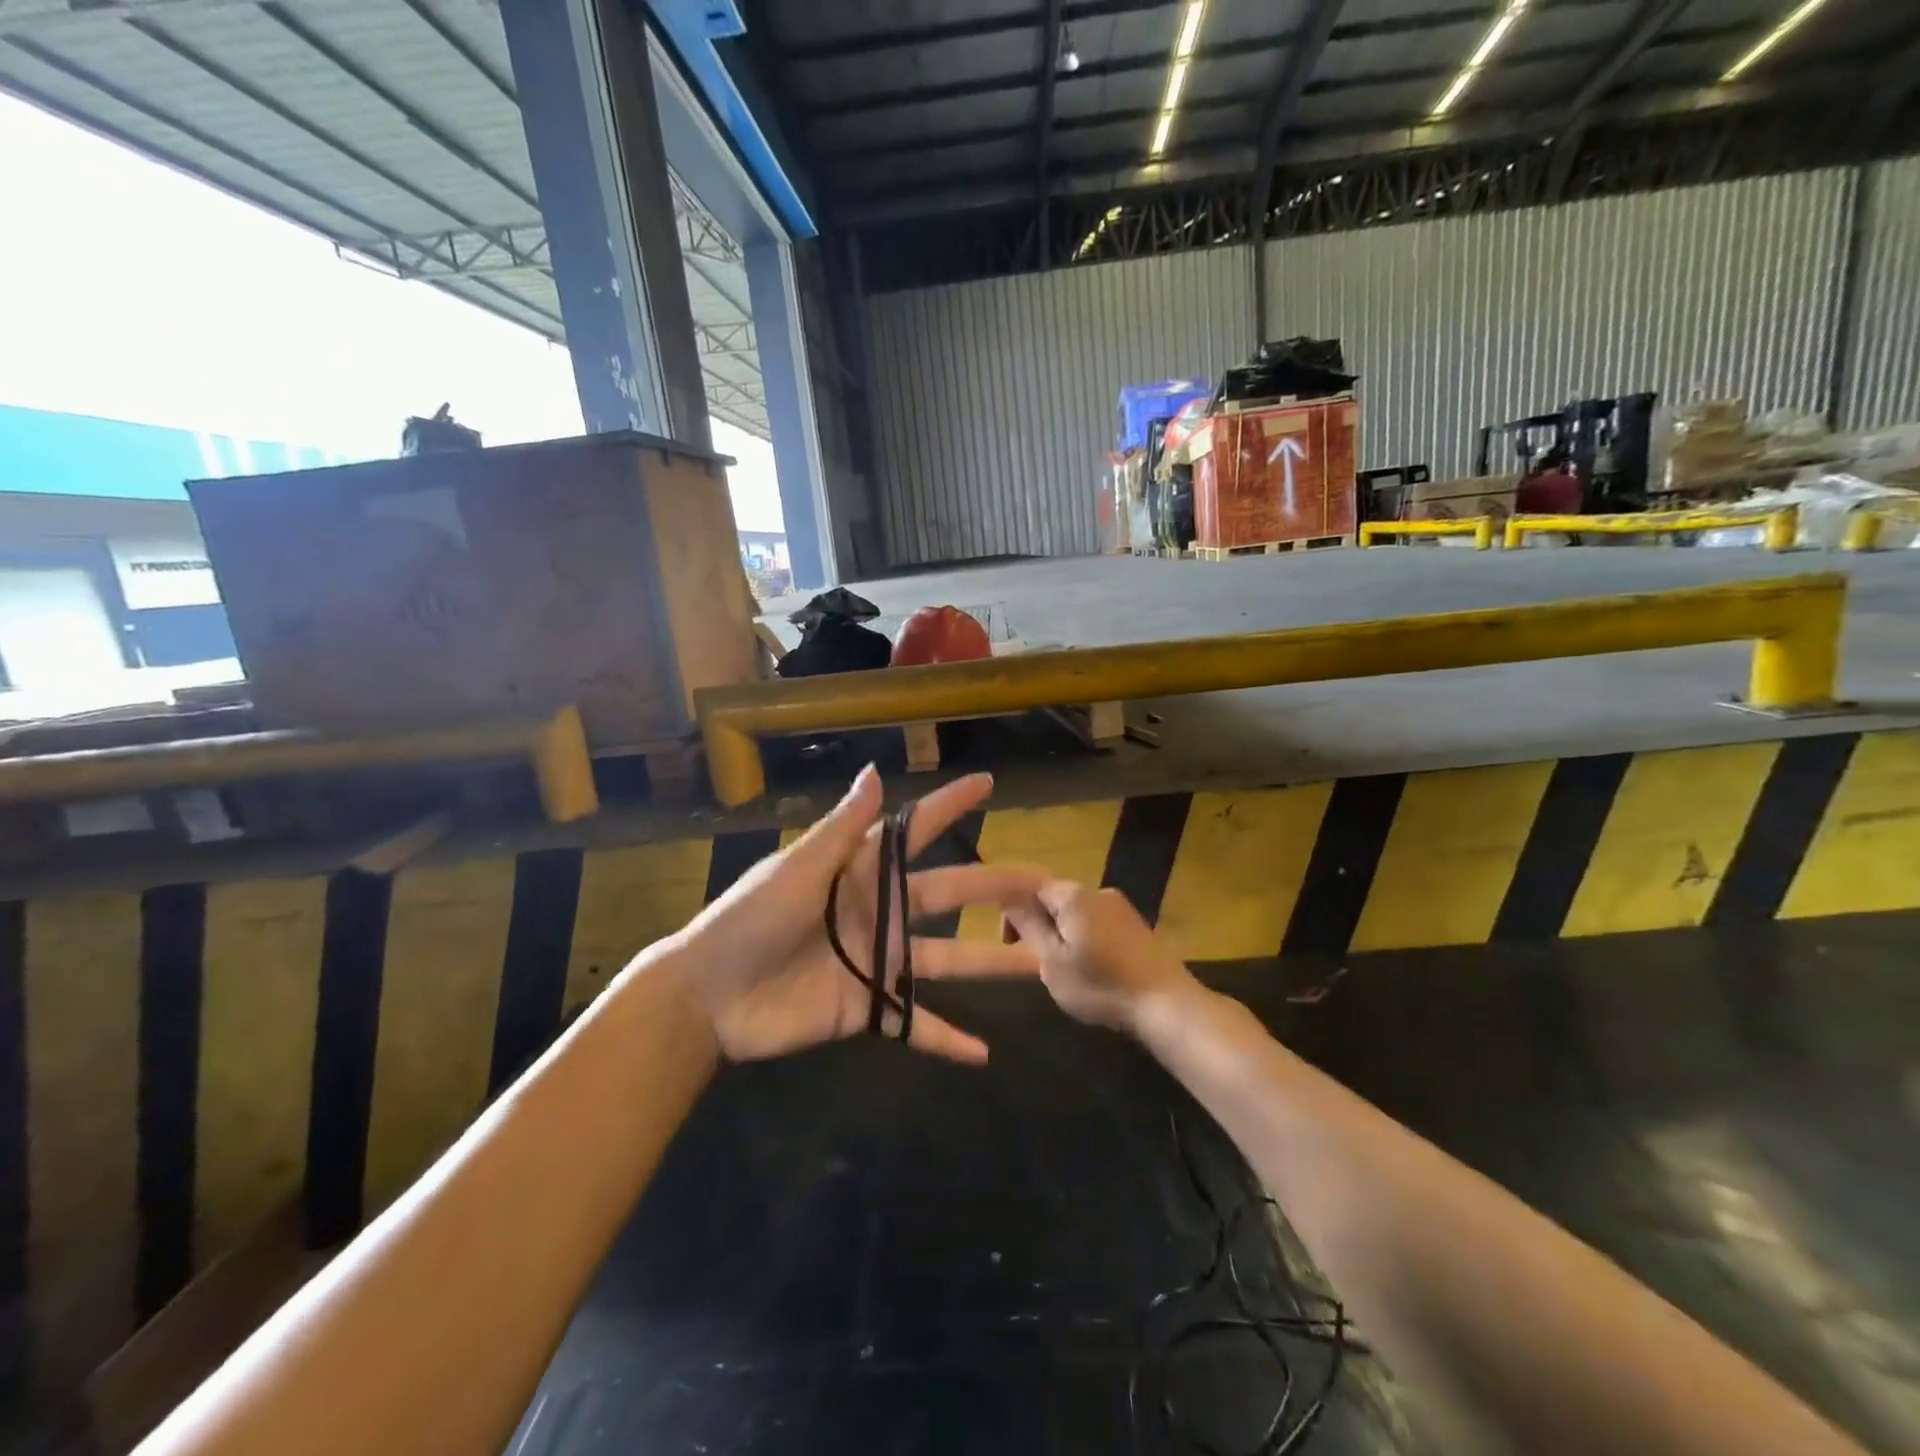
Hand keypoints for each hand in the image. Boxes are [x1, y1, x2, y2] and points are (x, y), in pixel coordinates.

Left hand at [664, 767, 1041, 1064]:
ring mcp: (877, 962)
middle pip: (949, 896)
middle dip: (995, 888)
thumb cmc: (749, 919)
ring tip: (1038, 966)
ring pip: (946, 960)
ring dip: (990, 964)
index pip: (914, 832)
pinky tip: (982, 1054)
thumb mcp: (796, 869)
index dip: (949, 807)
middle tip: (1044, 885)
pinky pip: (913, 1023)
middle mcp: (879, 911)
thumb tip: (875, 771)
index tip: (986, 786)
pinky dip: (945, 1038)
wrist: (707, 996)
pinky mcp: (866, 1008)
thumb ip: (840, 828)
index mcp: (861, 872)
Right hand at [1002, 880, 1202, 1037]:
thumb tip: (1008, 898)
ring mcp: (1122, 908)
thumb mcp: (1053, 962)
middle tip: (1036, 961)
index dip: (1013, 911)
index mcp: (1074, 895)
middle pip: (1055, 898)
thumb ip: (1029, 926)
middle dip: (1039, 924)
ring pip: (1077, 913)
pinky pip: (1099, 924)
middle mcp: (1098, 891)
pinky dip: (1086, 940)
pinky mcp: (1137, 926)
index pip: (1031, 886)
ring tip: (1064, 970)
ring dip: (1063, 934)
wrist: (1167, 1005)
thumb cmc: (1101, 985)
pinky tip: (1092, 971)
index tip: (1009, 942)